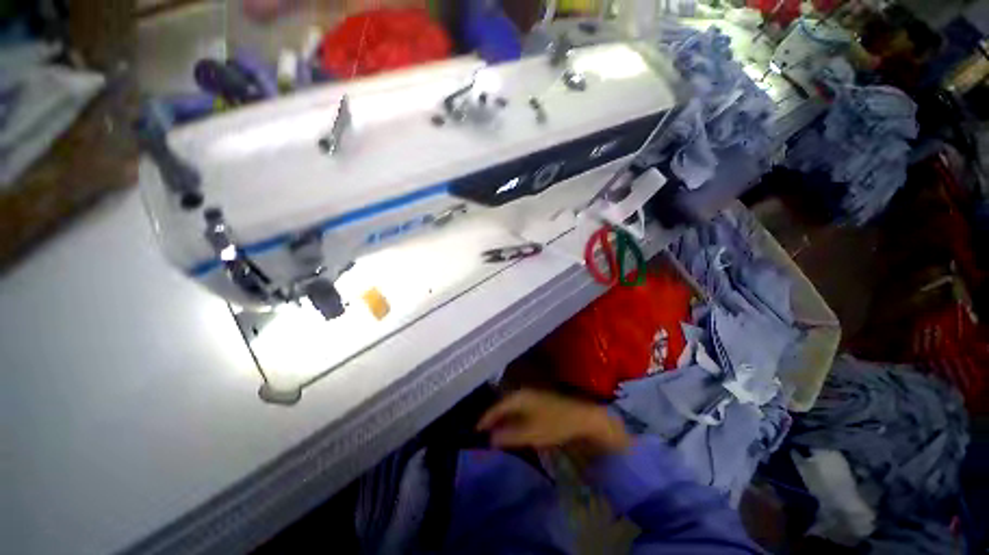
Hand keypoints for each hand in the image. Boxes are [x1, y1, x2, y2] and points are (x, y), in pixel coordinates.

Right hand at [477, 389, 630, 455]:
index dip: (485, 419)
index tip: (474, 430)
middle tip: (482, 431)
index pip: (496, 407)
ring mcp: (531, 394)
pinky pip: (519, 407)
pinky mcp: (538, 400)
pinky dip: (512, 417)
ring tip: (493, 430)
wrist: (581, 417)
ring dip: (502, 417)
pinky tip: (511, 426)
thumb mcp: (531, 433)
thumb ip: (509, 435)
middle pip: (502, 404)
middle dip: (492, 417)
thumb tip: (490, 438)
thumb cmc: (555, 424)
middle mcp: (522, 391)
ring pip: (510, 406)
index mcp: (518, 396)